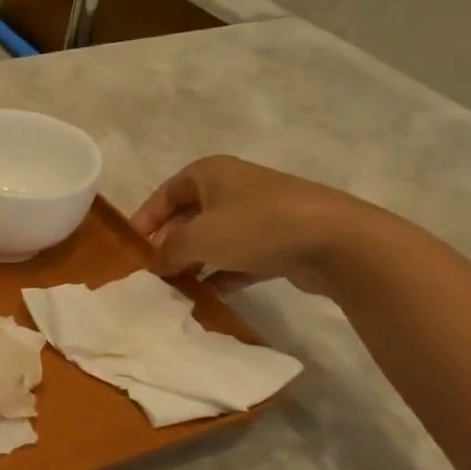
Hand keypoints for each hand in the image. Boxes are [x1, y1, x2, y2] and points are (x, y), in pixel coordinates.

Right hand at [131, 155, 392, 295]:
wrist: (339, 242)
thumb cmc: (255, 226)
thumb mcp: (197, 238)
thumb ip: (168, 251)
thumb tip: (156, 264)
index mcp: (210, 172)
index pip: (164, 193)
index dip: (145, 219)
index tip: (132, 248)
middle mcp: (234, 186)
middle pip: (189, 216)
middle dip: (171, 243)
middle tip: (154, 271)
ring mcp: (262, 213)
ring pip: (216, 238)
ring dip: (197, 262)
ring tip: (178, 288)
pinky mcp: (283, 239)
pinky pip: (242, 256)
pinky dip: (225, 273)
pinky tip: (211, 297)